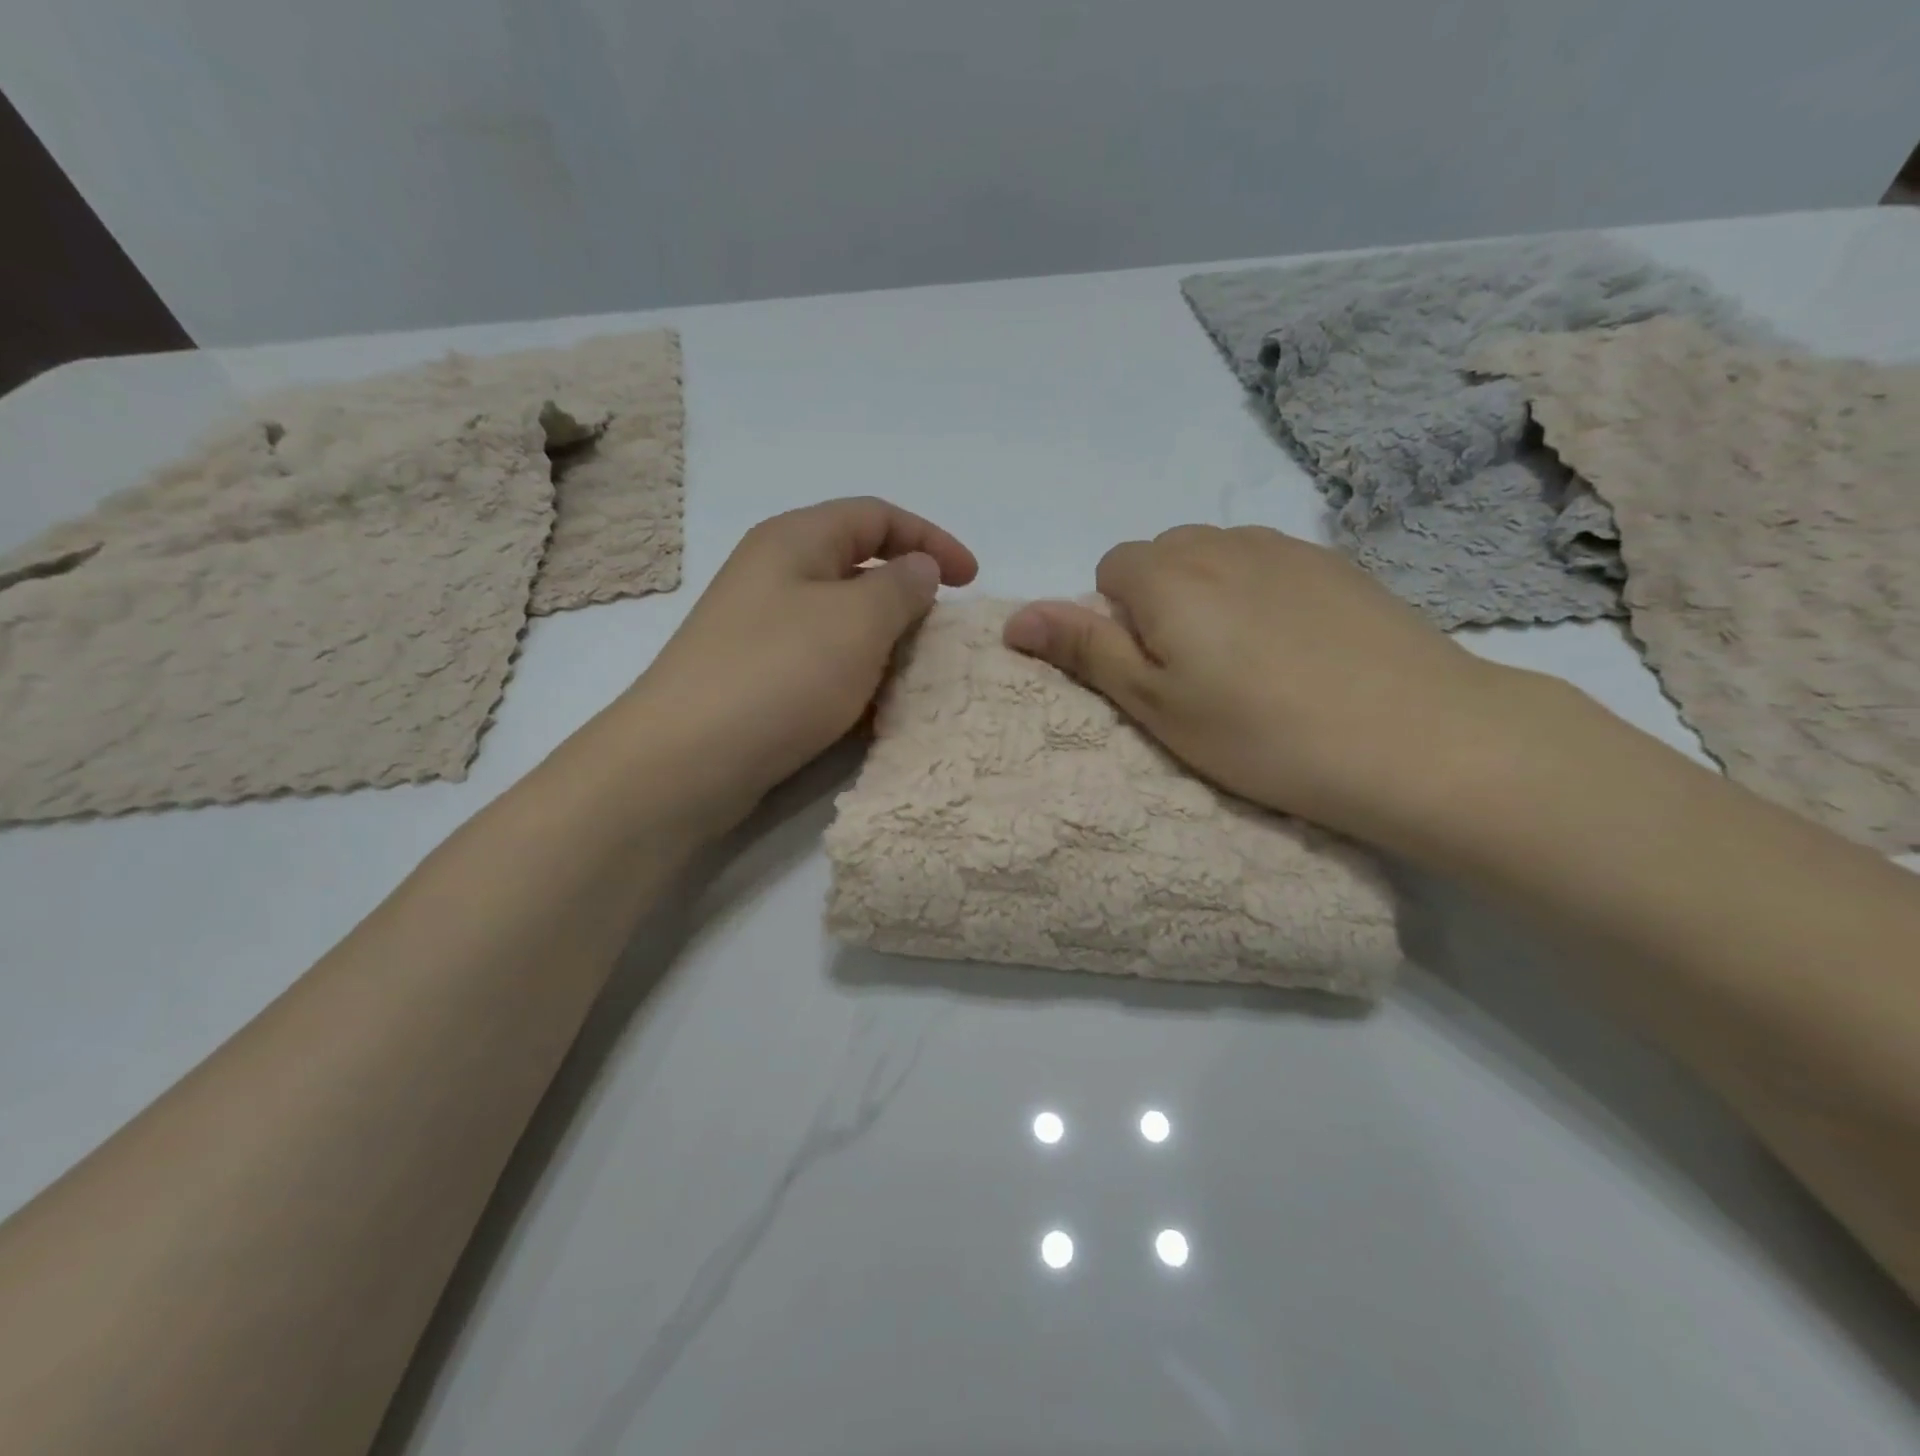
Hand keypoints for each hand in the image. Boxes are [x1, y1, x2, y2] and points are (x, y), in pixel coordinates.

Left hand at [607, 497, 976, 829]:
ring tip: (916, 676)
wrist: (685, 760)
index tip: (972, 581)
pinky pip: (822, 662)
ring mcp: (760, 629)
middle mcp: (774, 575)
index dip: (931, 539)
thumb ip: (901, 586)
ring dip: (885, 642)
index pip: (876, 515)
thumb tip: (919, 568)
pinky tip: (874, 710)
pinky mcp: (757, 678)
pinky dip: (856, 677)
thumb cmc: (780, 674)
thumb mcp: (858, 620)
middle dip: (908, 594)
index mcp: (795, 540)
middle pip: (857, 565)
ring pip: (842, 620)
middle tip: (942, 634)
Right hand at [1002, 524, 1510, 838]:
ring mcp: (1288, 547)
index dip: (1117, 620)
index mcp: (1167, 574)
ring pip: (1218, 559)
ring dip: (1212, 598)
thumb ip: (1083, 649)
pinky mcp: (1339, 564)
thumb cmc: (1261, 733)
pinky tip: (1299, 651)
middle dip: (1160, 603)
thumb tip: (1014, 618)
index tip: (1152, 672)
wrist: (1417, 737)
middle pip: (1163, 557)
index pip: (1110, 570)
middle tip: (1196, 674)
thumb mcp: (1155, 704)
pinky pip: (1271, 567)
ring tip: (1250, 664)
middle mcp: (1222, 541)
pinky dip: (1264, 598)